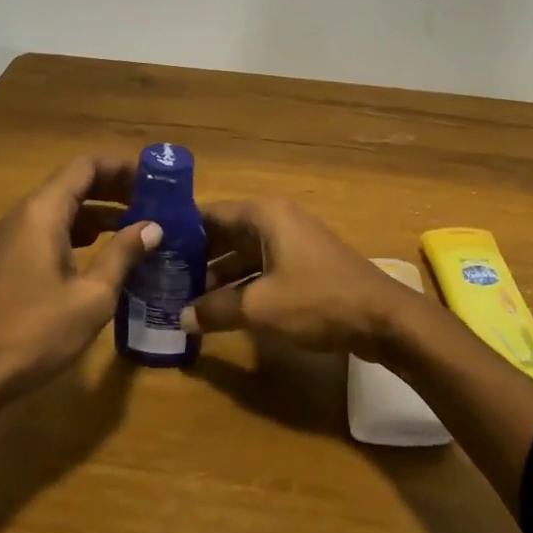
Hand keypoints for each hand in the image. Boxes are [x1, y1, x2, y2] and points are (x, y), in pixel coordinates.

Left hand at [0, 155, 159, 395]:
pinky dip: (84, 233)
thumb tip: (153, 227)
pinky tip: (108, 254)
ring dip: (102, 213)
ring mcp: (15, 239)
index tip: (155, 180)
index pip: (86, 166)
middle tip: (156, 203)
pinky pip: (53, 231)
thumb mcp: (92, 296)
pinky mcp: (12, 262)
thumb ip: (123, 255)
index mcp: (44, 212)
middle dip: (116, 188)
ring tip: (141, 226)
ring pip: (64, 209)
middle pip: (75, 183)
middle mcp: (26, 215)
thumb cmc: (35, 332)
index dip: (122, 167)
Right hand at [181, 199, 418, 359]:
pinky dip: (241, 284)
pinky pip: (261, 267)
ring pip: (243, 253)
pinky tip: (220, 309)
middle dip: (196, 257)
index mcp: (264, 214)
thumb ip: (216, 309)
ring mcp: (292, 241)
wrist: (381, 318)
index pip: (209, 214)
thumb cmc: (316, 300)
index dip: (179, 232)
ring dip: (218, 275)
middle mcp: (276, 220)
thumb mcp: (259, 307)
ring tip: (183, 299)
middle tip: (162, 281)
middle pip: (224, 233)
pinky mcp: (303, 264)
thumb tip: (182, 318)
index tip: (151, 251)